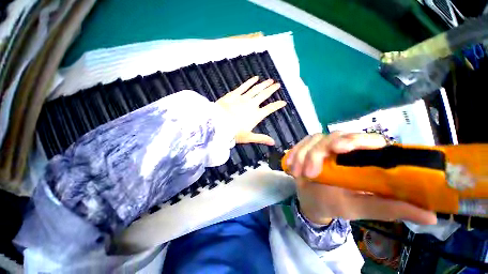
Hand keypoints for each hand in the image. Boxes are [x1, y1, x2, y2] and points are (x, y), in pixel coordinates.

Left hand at [216, 76, 285, 145]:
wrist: (217, 125)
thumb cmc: (233, 133)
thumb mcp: (248, 137)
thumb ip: (261, 138)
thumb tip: (273, 143)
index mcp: (256, 115)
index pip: (270, 108)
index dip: (277, 105)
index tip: (284, 102)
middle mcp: (252, 105)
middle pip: (264, 95)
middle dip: (272, 90)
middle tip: (278, 84)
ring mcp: (243, 98)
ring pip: (256, 89)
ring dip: (264, 84)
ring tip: (270, 80)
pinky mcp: (234, 94)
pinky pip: (244, 86)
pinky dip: (250, 82)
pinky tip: (255, 78)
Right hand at [286, 132, 437, 225]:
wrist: (312, 200)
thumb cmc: (337, 204)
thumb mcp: (362, 207)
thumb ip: (391, 208)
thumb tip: (433, 216)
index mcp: (362, 159)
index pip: (367, 140)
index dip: (357, 140)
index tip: (341, 150)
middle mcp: (343, 148)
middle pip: (334, 135)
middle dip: (320, 151)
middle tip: (312, 171)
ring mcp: (323, 146)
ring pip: (313, 139)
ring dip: (304, 156)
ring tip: (300, 174)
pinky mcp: (307, 147)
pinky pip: (300, 144)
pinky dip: (294, 153)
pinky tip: (291, 166)